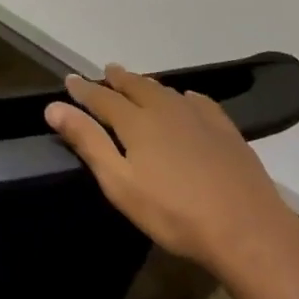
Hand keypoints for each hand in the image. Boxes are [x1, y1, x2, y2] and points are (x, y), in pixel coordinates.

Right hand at [44, 64, 295, 273]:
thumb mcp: (120, 183)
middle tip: (106, 71)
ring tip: (137, 82)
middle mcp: (166, 109)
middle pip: (137, 86)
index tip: (69, 80)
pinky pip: (198, 102)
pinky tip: (186, 99)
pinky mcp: (225, 129)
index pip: (102, 98)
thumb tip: (54, 107)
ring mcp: (199, 117)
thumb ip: (88, 142)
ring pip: (166, 91)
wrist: (245, 227)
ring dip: (147, 84)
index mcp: (137, 122)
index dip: (84, 89)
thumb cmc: (173, 212)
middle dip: (118, 79)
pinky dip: (183, 96)